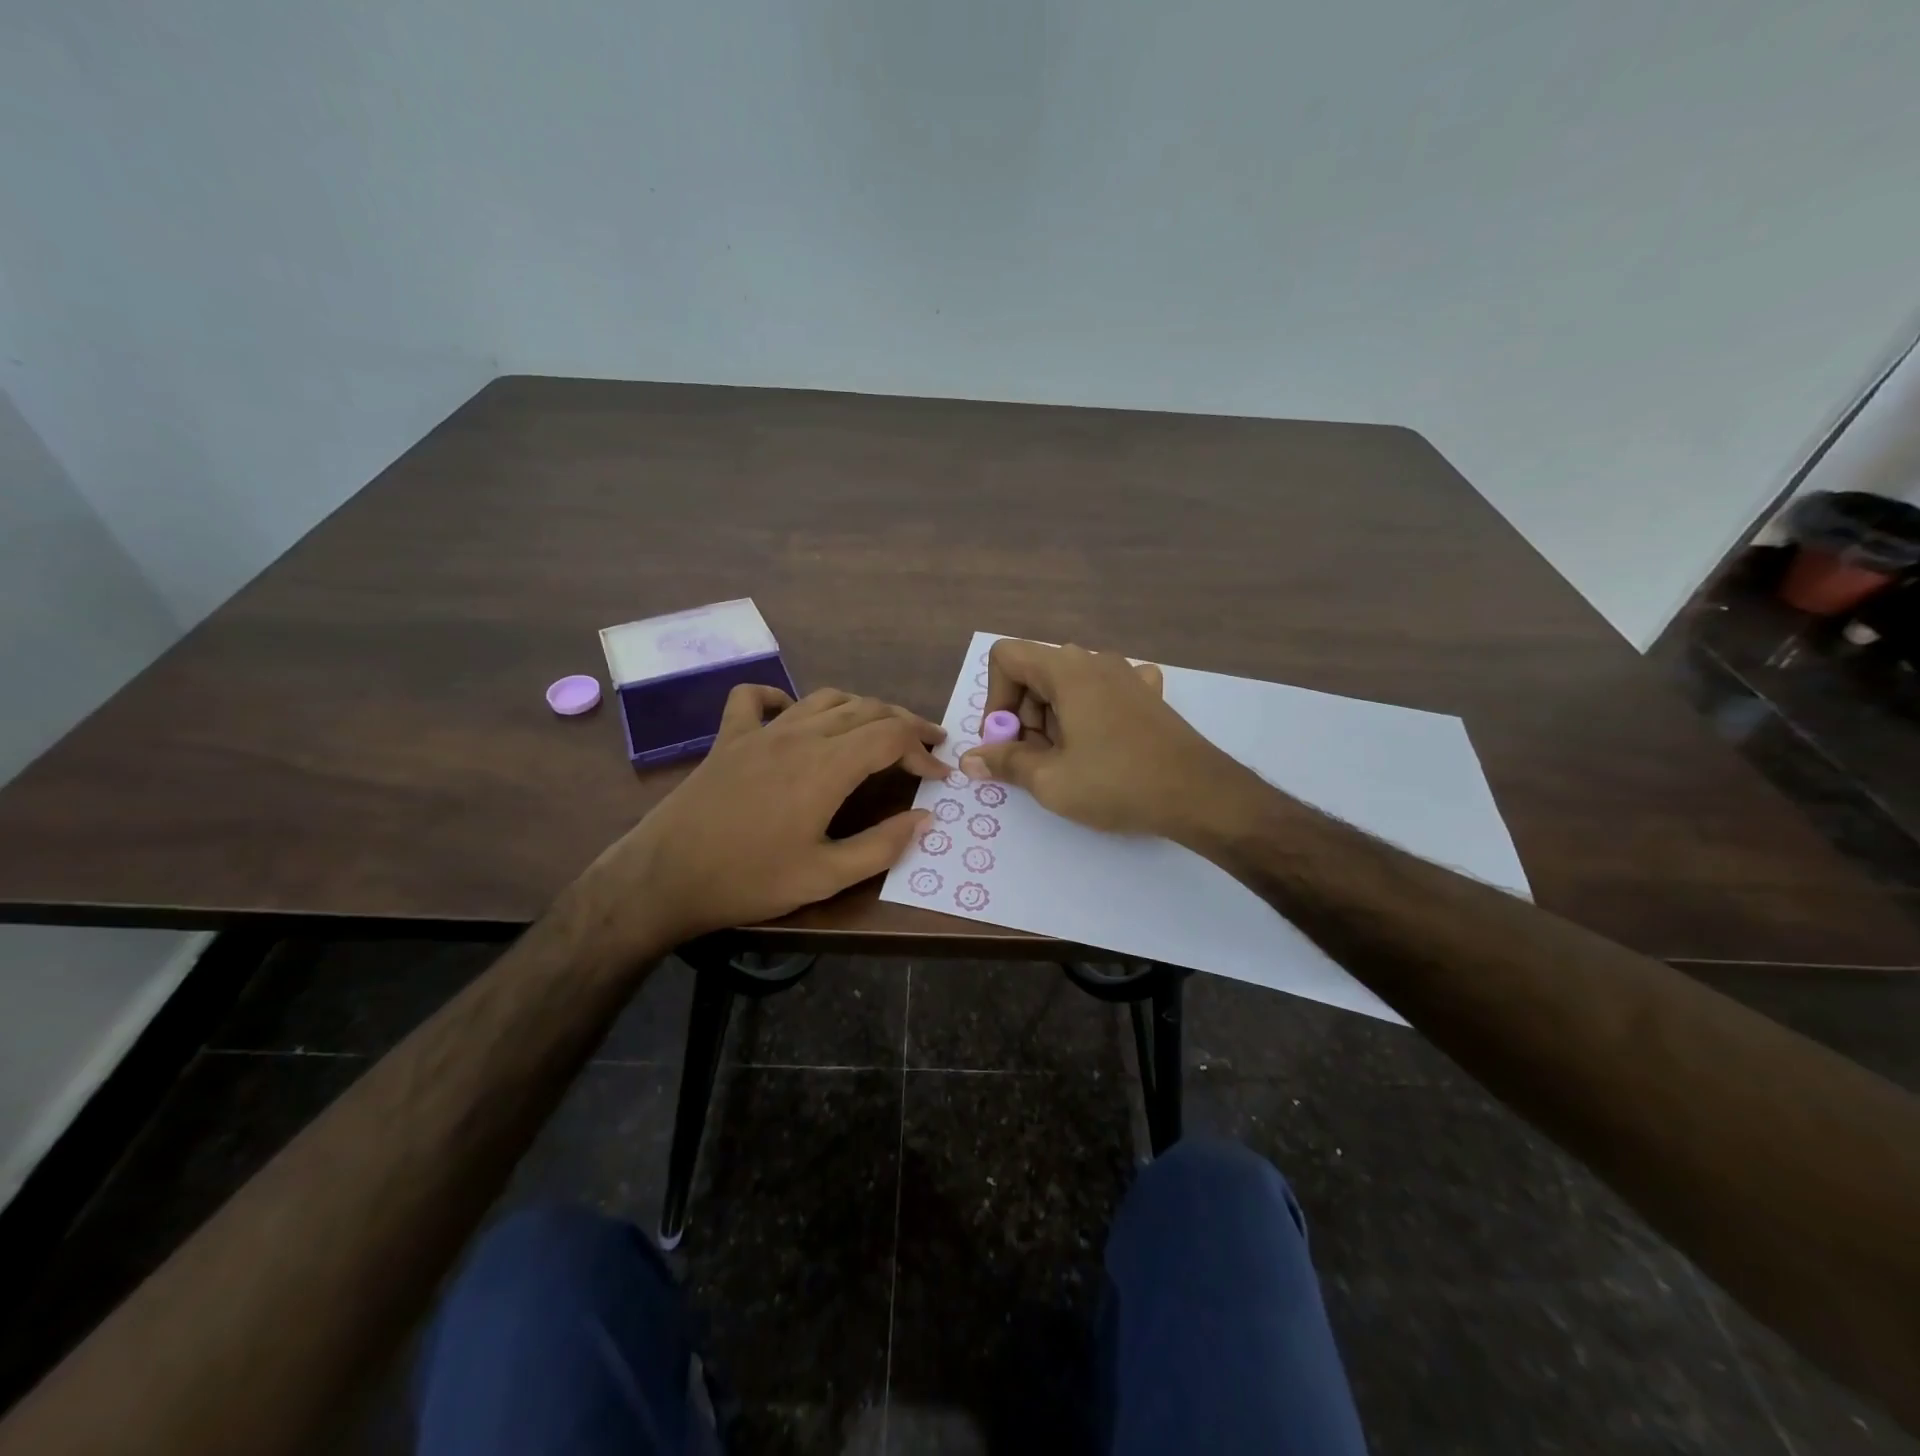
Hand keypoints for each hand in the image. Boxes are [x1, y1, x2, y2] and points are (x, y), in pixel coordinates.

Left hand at [585, 686, 945, 946]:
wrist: (664, 877)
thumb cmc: (750, 880)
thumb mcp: (825, 876)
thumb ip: (881, 846)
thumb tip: (925, 818)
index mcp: (827, 766)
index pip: (891, 737)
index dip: (923, 749)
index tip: (941, 773)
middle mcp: (799, 735)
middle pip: (866, 709)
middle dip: (905, 723)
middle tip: (928, 744)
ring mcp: (761, 732)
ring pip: (824, 699)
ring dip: (861, 708)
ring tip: (880, 728)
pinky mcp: (728, 738)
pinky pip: (756, 699)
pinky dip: (782, 698)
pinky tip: (793, 715)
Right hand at [959, 640, 1249, 841]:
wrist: (1200, 795)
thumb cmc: (1118, 783)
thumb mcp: (1050, 780)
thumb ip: (1005, 763)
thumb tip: (970, 760)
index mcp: (1067, 670)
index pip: (1007, 656)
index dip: (995, 699)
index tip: (1007, 742)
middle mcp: (1095, 661)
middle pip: (1036, 674)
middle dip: (1024, 718)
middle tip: (1037, 763)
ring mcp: (1127, 675)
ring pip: (1068, 687)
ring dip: (1054, 722)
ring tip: (1070, 764)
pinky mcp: (1148, 696)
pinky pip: (1103, 694)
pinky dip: (1089, 716)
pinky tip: (1103, 743)